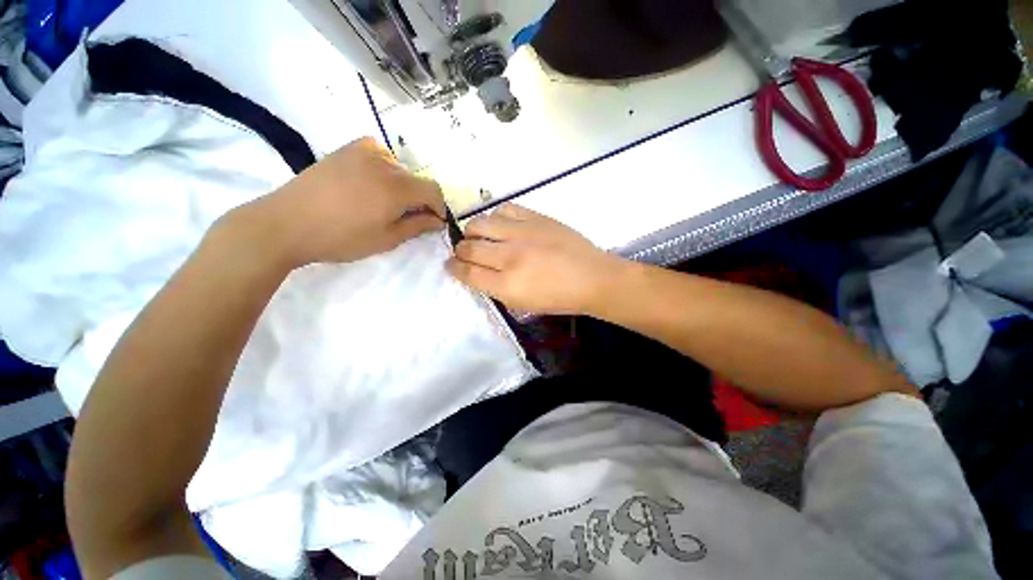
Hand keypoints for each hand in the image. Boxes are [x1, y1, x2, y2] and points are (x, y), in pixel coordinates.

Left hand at [250, 137, 445, 267]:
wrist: (287, 223)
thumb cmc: (342, 237)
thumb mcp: (387, 239)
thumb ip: (417, 226)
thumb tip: (438, 220)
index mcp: (397, 187)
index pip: (434, 190)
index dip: (439, 207)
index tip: (433, 221)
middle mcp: (385, 162)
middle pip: (417, 180)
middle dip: (418, 199)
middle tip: (404, 218)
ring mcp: (364, 150)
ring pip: (399, 169)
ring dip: (401, 186)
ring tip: (382, 203)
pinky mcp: (347, 148)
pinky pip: (380, 155)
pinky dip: (385, 170)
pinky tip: (370, 184)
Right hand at [447, 204, 624, 314]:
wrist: (592, 278)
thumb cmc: (559, 298)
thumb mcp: (523, 305)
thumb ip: (495, 289)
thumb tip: (475, 273)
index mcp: (507, 285)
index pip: (468, 273)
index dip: (453, 269)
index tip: (450, 265)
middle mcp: (510, 257)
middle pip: (470, 247)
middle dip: (460, 250)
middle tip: (463, 252)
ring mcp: (523, 233)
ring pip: (480, 223)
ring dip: (473, 231)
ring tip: (479, 236)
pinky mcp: (535, 217)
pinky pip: (504, 209)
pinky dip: (496, 217)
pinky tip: (500, 225)